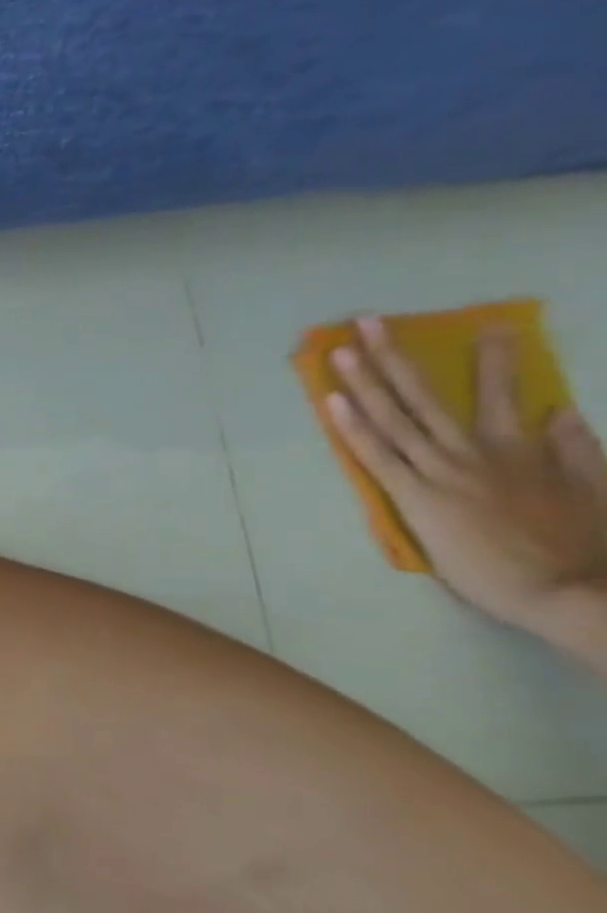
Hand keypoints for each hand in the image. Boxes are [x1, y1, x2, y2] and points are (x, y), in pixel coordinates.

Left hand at [326, 316, 606, 641]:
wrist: (576, 592)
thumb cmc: (583, 547)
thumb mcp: (595, 488)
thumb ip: (574, 448)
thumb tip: (562, 411)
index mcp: (522, 448)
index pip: (502, 392)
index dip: (492, 358)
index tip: (486, 325)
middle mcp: (476, 451)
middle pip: (425, 393)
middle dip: (393, 354)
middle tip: (367, 320)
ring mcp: (442, 471)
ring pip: (394, 416)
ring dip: (363, 380)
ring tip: (339, 349)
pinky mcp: (416, 497)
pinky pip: (376, 454)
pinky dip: (353, 427)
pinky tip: (332, 402)